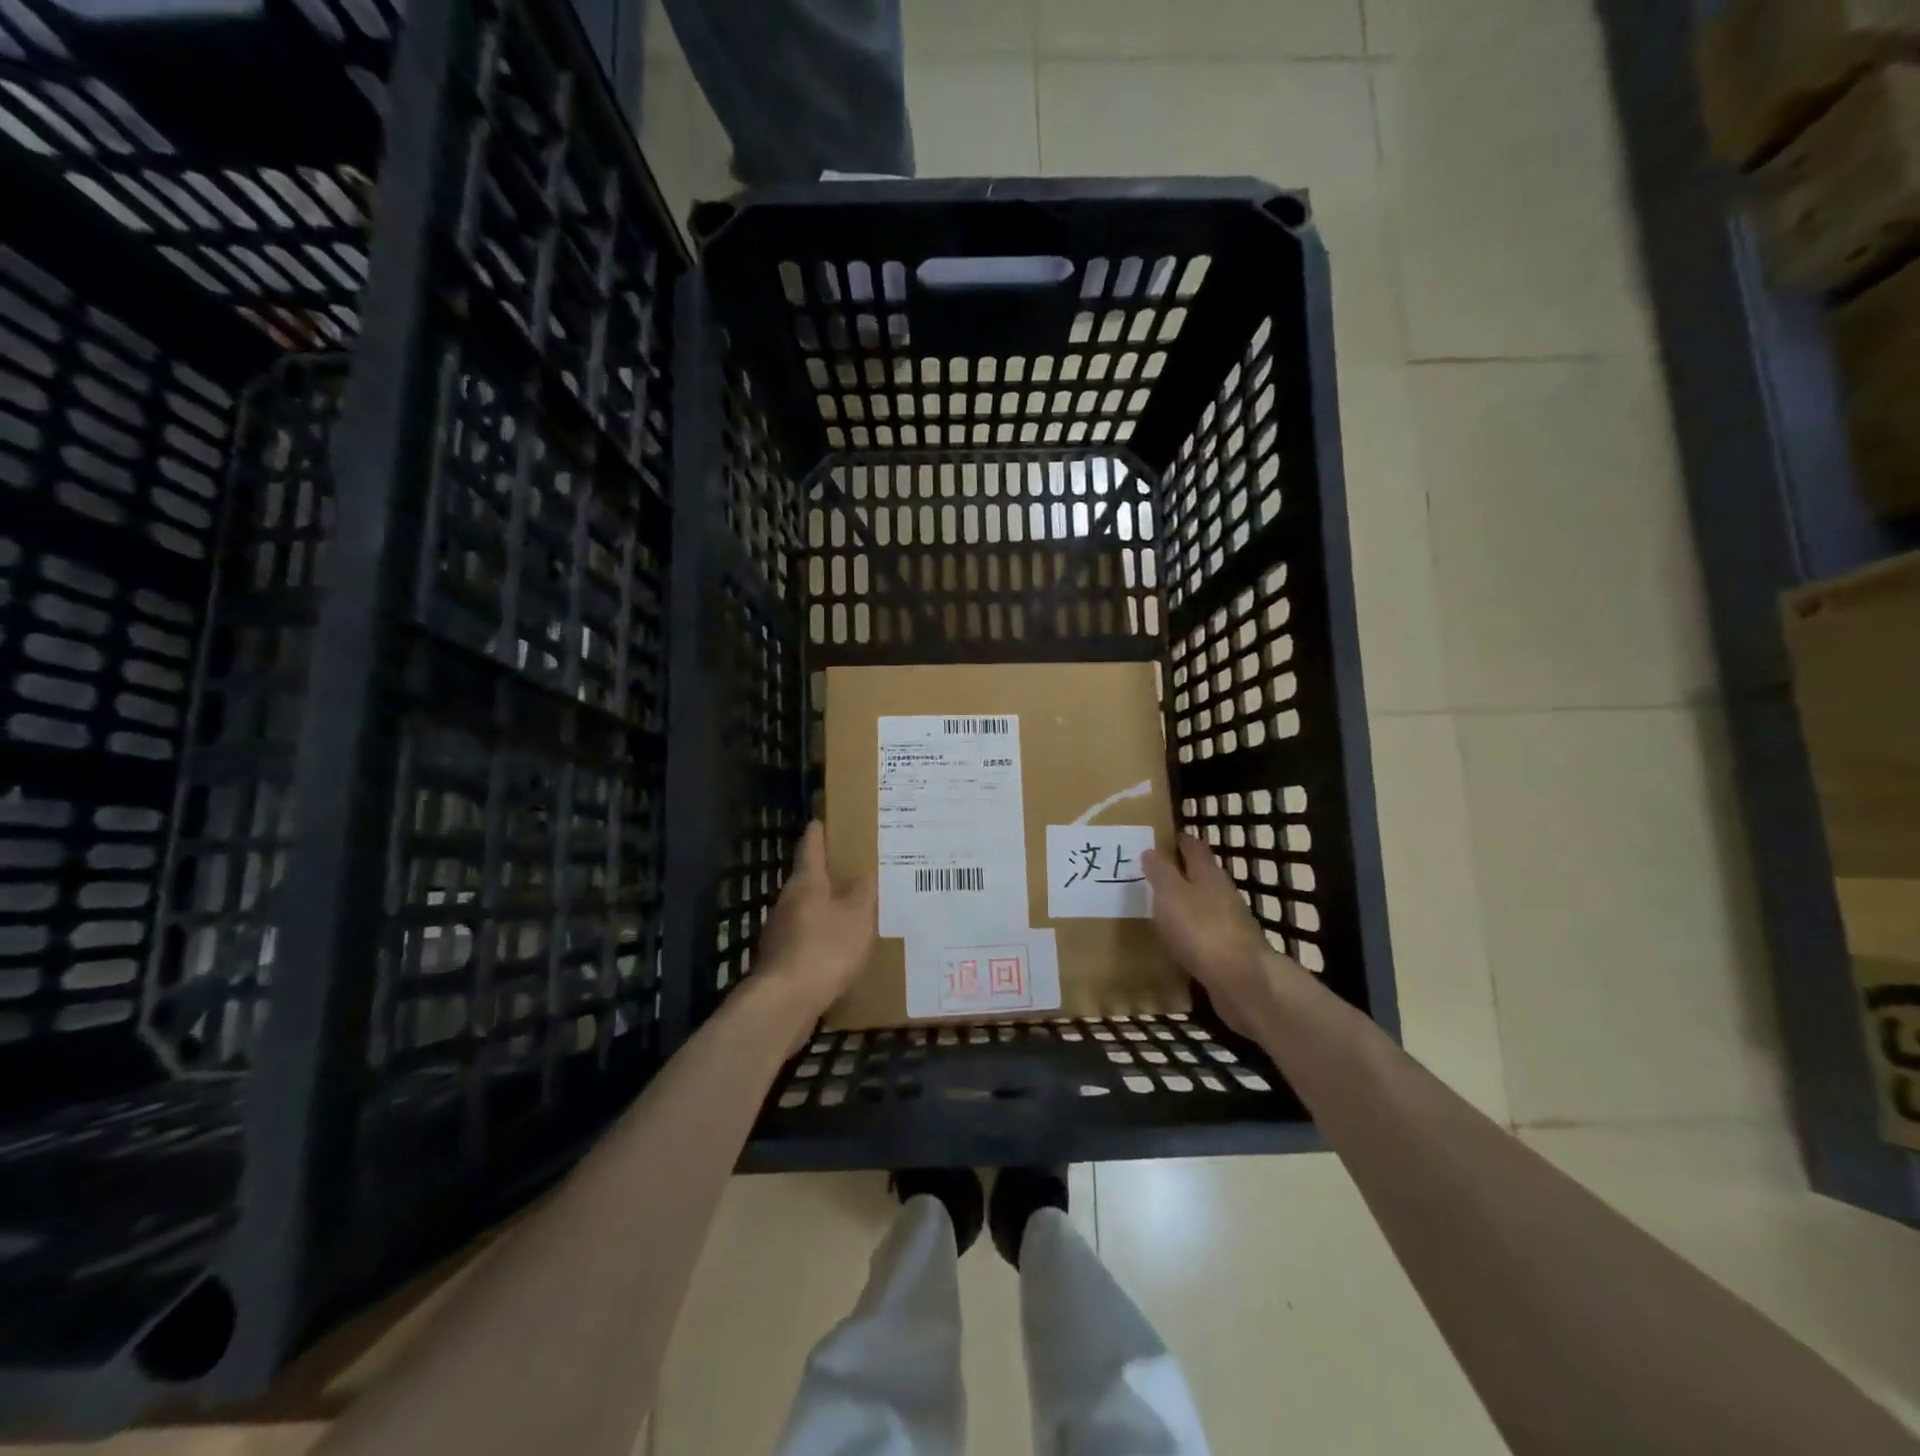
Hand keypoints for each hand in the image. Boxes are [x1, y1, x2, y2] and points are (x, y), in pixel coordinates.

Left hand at [756, 821, 876, 1025]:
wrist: (785, 1002)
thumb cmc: (825, 948)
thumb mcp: (857, 915)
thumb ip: (863, 891)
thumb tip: (864, 871)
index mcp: (806, 883)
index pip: (811, 847)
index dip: (818, 832)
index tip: (822, 819)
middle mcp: (787, 901)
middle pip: (807, 879)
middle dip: (827, 874)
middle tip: (852, 868)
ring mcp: (779, 931)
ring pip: (805, 909)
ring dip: (824, 907)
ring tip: (850, 909)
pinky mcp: (780, 959)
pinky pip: (805, 938)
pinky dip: (820, 936)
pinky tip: (837, 947)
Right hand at [1142, 833, 1300, 1038]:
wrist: (1242, 982)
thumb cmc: (1202, 929)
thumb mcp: (1171, 894)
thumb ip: (1160, 872)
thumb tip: (1150, 850)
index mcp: (1209, 874)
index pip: (1194, 846)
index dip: (1178, 839)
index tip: (1159, 836)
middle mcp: (1222, 893)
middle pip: (1200, 874)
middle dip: (1178, 871)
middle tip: (1149, 872)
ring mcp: (1228, 923)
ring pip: (1201, 903)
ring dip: (1183, 901)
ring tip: (1156, 904)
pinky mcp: (1228, 951)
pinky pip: (1202, 932)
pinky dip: (1187, 929)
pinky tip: (1173, 938)